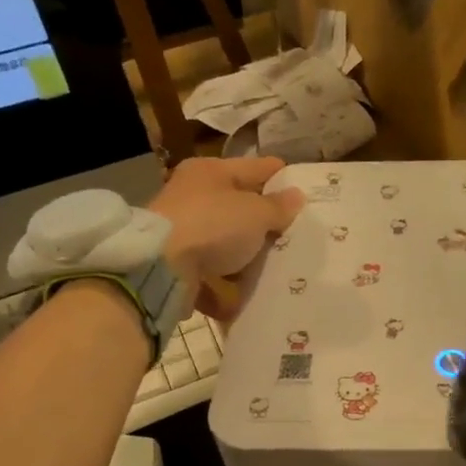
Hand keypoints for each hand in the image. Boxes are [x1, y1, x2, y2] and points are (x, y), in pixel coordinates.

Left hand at [150, 156, 304, 316]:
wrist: (161, 269)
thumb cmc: (213, 226)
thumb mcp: (256, 213)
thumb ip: (278, 207)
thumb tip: (297, 196)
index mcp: (210, 172)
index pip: (255, 167)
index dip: (280, 176)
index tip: (304, 189)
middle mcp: (192, 197)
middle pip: (238, 208)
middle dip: (264, 223)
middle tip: (294, 234)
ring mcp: (182, 232)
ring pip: (223, 243)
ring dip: (244, 258)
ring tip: (274, 269)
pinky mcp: (176, 265)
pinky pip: (209, 275)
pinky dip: (224, 288)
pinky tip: (243, 297)